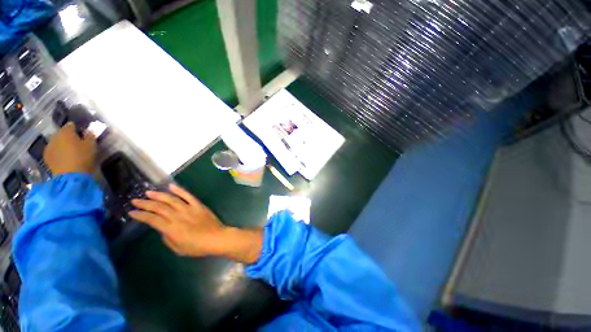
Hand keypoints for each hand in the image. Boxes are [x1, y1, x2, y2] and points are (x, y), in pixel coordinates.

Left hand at [44, 122, 96, 175]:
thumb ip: (90, 136)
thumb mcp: (91, 145)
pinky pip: (53, 151)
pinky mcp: (46, 157)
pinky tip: (63, 158)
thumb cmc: (83, 157)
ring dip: (61, 145)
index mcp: (66, 131)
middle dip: (67, 137)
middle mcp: (55, 136)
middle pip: (61, 133)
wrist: (70, 176)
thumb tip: (89, 130)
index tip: (82, 134)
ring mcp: (48, 147)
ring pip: (56, 142)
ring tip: (69, 151)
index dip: (77, 128)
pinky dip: (57, 152)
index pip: (70, 125)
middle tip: (76, 143)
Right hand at [130, 184, 262, 263]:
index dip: (140, 215)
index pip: (152, 219)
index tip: (132, 212)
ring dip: (159, 195)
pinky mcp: (198, 205)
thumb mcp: (178, 248)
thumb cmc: (197, 247)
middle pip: (159, 207)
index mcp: (171, 229)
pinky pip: (188, 196)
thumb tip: (162, 228)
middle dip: (145, 203)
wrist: (217, 238)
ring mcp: (189, 209)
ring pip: (171, 199)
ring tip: (149, 192)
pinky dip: (180, 190)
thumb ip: (167, 237)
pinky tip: (171, 186)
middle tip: (135, 200)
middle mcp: (178, 216)